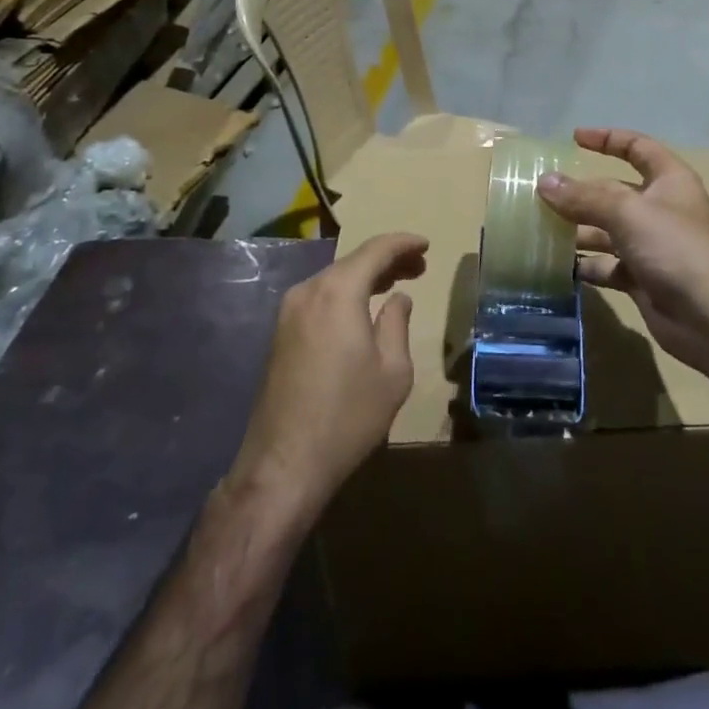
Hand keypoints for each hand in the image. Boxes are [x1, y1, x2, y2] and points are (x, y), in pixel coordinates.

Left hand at [230, 233, 426, 521]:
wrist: (284, 465)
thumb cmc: (348, 416)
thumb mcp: (392, 372)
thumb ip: (397, 324)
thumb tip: (398, 299)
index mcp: (338, 292)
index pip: (375, 250)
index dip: (403, 243)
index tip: (426, 245)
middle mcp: (309, 291)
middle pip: (353, 261)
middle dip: (387, 260)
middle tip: (419, 266)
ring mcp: (289, 312)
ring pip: (335, 279)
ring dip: (366, 276)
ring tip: (396, 283)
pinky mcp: (281, 333)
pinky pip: (321, 297)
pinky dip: (347, 293)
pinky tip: (364, 307)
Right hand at [537, 128, 708, 381]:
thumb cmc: (676, 248)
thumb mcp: (628, 212)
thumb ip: (584, 197)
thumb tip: (544, 182)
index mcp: (669, 180)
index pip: (637, 148)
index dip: (607, 139)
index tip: (574, 138)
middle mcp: (661, 208)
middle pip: (614, 192)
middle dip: (580, 193)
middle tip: (539, 195)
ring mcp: (652, 246)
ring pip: (607, 230)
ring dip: (578, 230)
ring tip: (540, 231)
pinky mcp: (644, 279)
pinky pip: (608, 265)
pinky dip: (587, 264)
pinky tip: (559, 266)